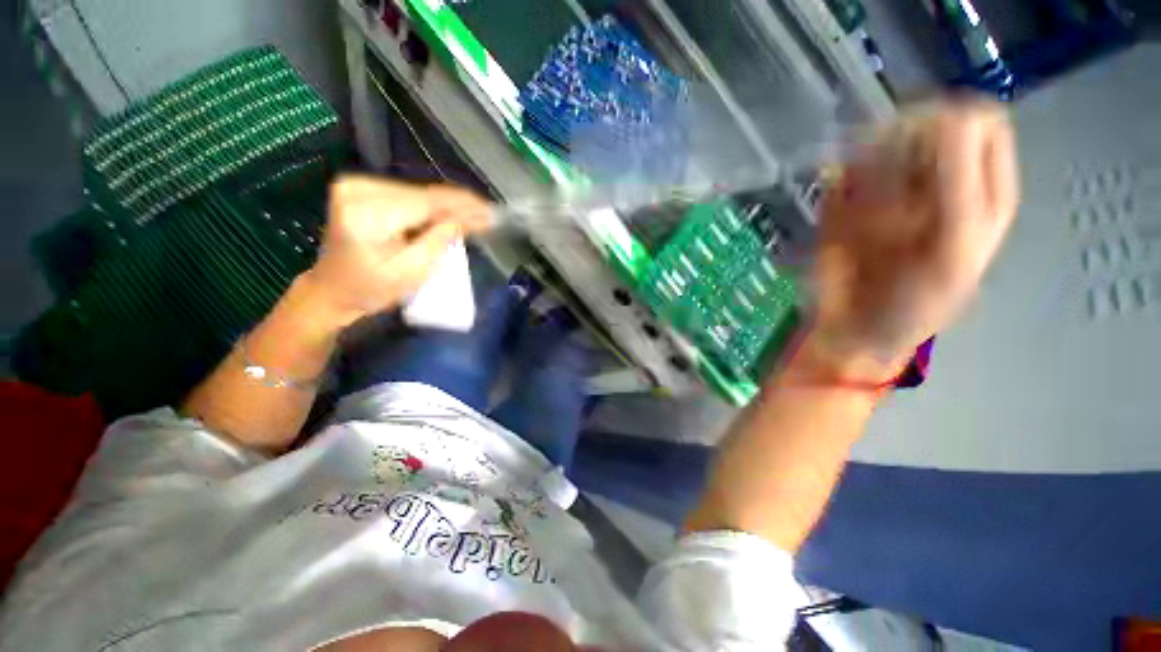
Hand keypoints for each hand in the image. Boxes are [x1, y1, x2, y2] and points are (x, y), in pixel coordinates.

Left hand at [303, 175, 490, 325]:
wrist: (332, 290)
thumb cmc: (370, 289)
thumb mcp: (411, 272)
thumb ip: (440, 242)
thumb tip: (467, 219)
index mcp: (367, 211)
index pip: (428, 202)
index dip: (464, 206)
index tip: (492, 212)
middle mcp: (359, 187)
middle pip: (425, 195)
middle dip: (459, 207)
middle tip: (488, 218)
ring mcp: (358, 185)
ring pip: (420, 194)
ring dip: (448, 207)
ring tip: (475, 219)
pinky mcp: (362, 189)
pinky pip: (410, 197)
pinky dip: (432, 208)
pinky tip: (450, 217)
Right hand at [813, 98, 1018, 374]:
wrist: (854, 329)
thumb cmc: (915, 301)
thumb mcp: (954, 247)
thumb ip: (960, 185)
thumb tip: (946, 117)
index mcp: (982, 186)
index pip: (979, 121)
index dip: (951, 128)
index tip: (923, 160)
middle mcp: (939, 178)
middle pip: (925, 125)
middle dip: (903, 159)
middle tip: (892, 203)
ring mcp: (889, 187)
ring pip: (879, 147)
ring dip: (869, 183)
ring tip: (868, 225)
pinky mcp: (847, 201)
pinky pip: (842, 174)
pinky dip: (840, 195)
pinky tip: (843, 224)